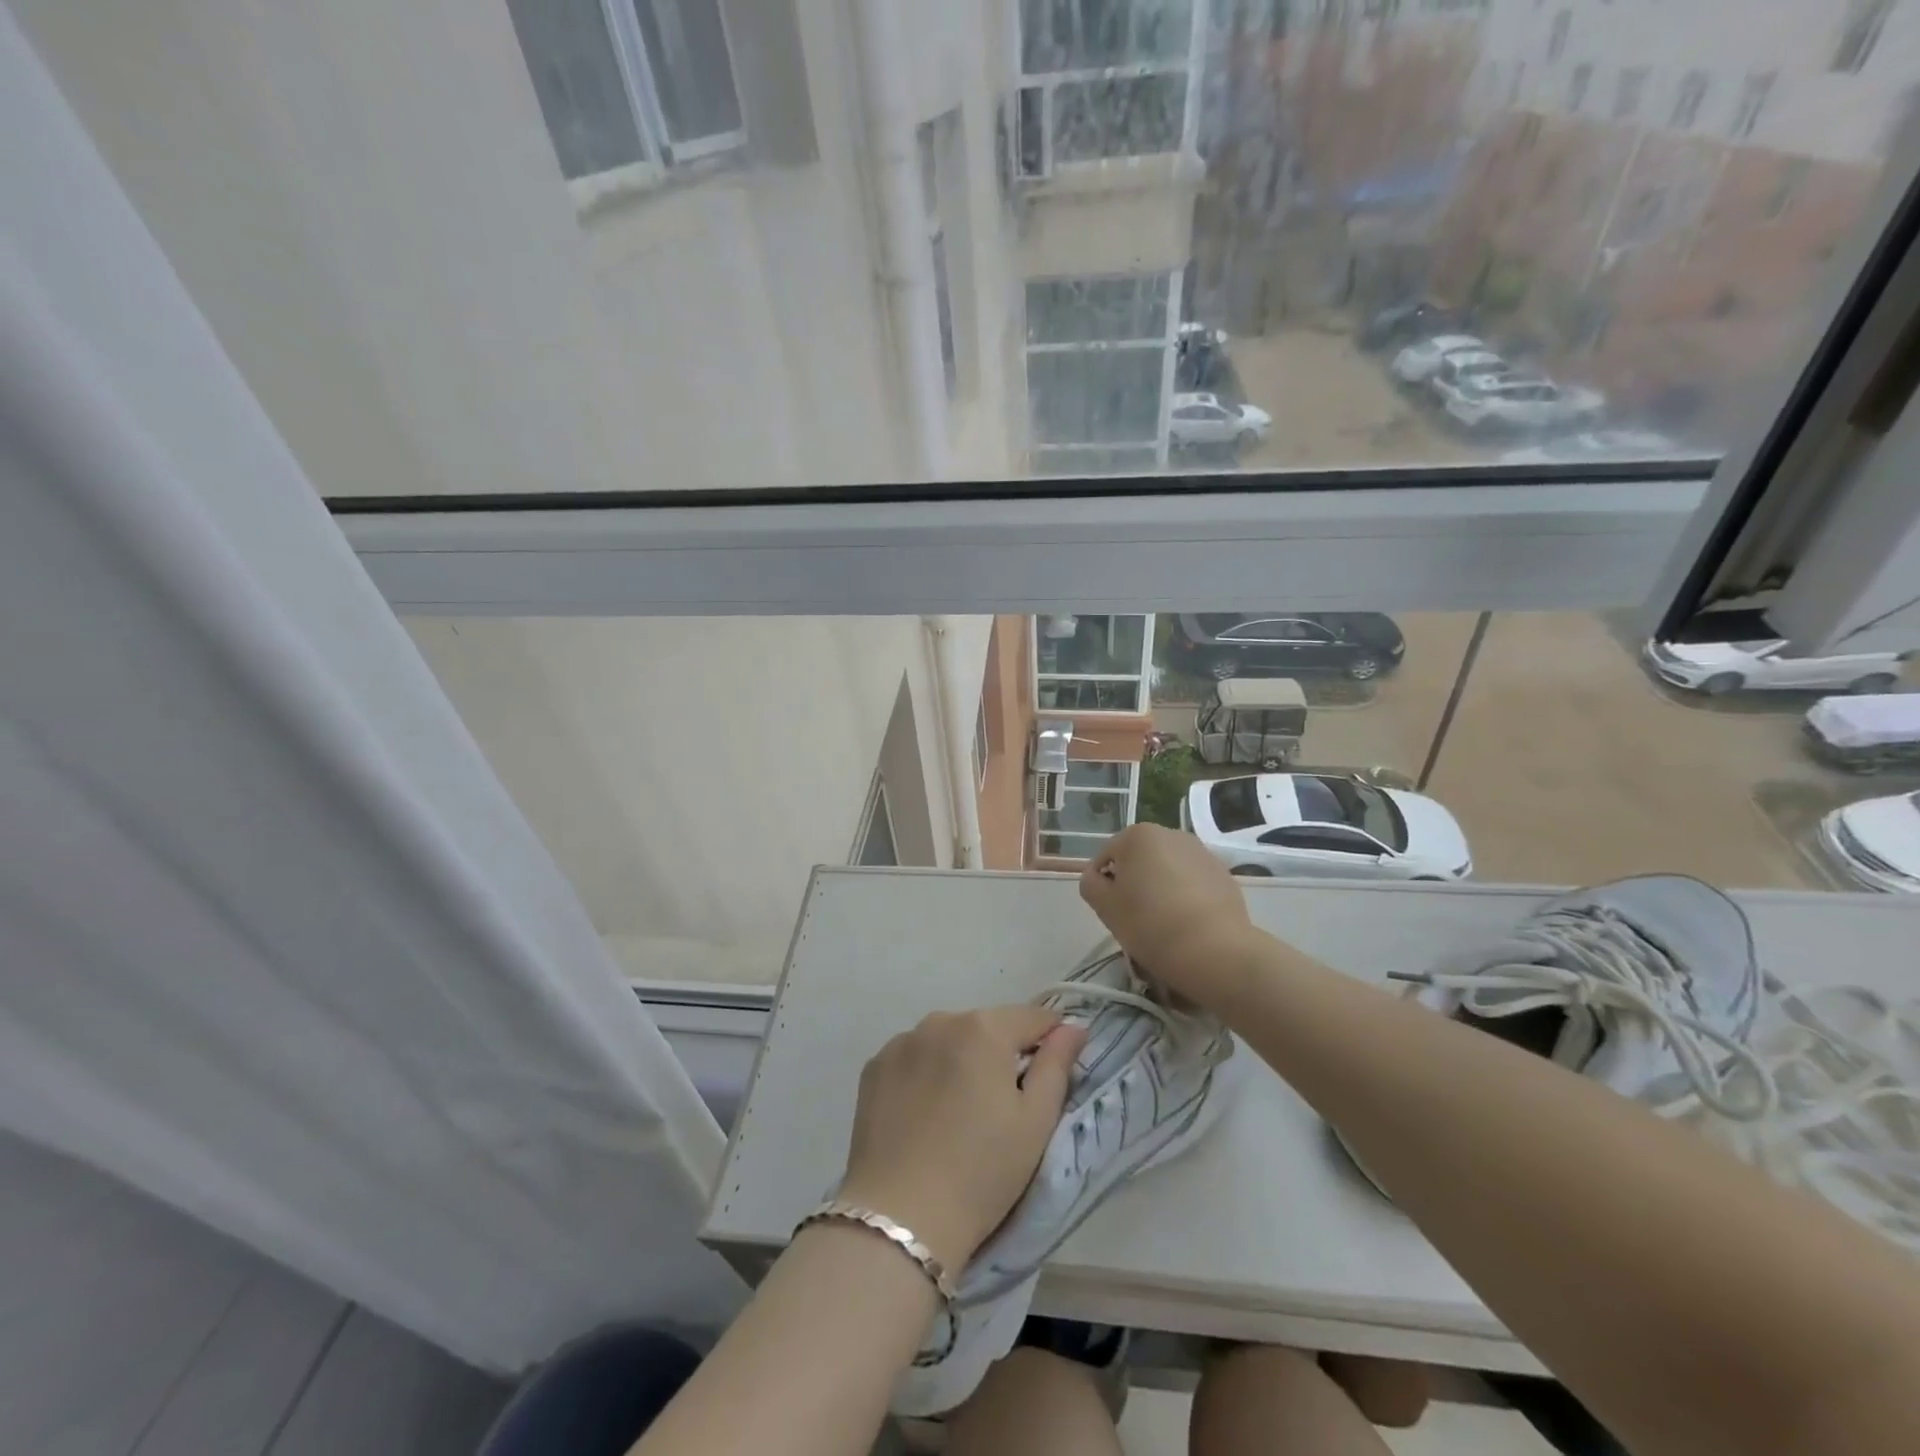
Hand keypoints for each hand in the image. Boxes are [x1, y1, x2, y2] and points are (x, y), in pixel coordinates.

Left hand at [837, 1006, 1085, 1273]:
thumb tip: (1073, 1027)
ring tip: (960, 1114)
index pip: (1033, 1018)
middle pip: (987, 1027)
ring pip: (948, 1040)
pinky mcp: (874, 1068)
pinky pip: (915, 1058)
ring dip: (961, 1061)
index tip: (1051, 1076)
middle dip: (1001, 1053)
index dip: (1050, 1041)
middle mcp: (940, 1020)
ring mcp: (902, 1042)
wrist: (900, 1218)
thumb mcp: (1036, 1122)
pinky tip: (925, 1116)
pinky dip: (926, 1074)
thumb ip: (1057, 1065)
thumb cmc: (982, 1172)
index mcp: (984, 1028)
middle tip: (1003, 1106)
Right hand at [1080, 823, 1265, 1011]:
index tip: (1111, 911)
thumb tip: (1097, 877)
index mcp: (1139, 835)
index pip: (1106, 857)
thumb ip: (1090, 884)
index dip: (1103, 885)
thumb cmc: (1150, 924)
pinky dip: (1185, 896)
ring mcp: (1201, 852)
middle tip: (1134, 916)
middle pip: (1139, 859)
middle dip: (1134, 882)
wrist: (1215, 950)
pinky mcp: (1223, 874)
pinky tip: (1188, 923)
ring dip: (1160, 887)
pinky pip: (1192, 882)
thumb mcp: (1105, 907)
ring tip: (1163, 921)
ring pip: (1167, 869)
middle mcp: (1171, 834)